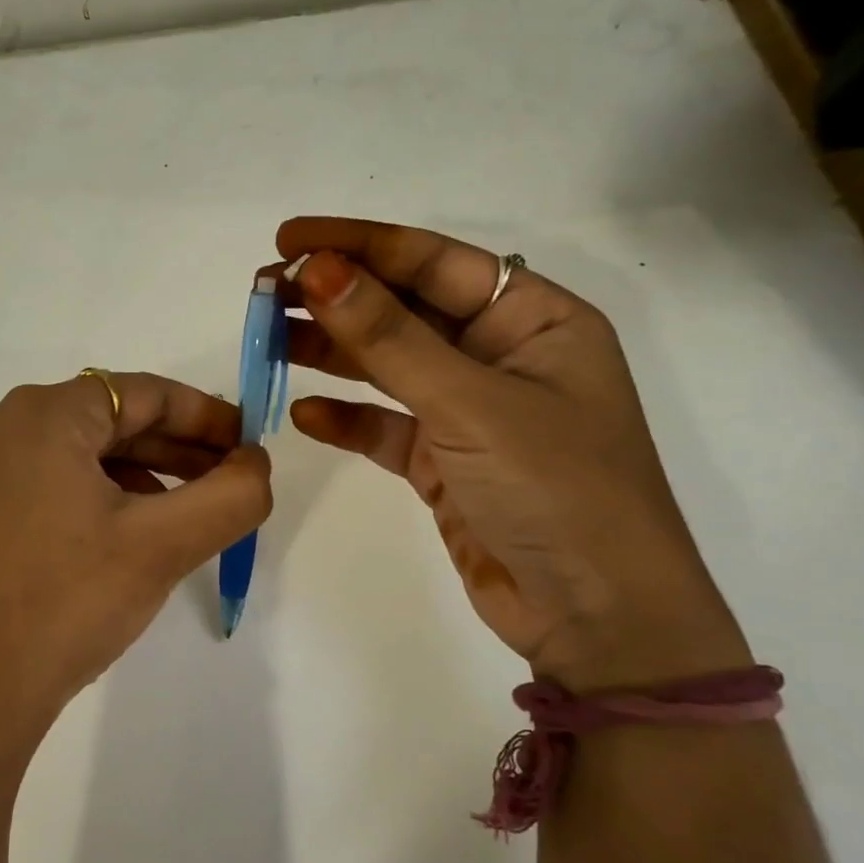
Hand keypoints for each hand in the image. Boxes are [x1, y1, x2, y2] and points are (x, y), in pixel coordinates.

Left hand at [0, 373, 272, 776]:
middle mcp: (0, 427)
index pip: (143, 393)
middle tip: (228, 481)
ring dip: (139, 475)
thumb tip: (255, 463)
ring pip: (77, 455)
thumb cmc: (64, 602)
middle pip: (108, 420)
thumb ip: (230, 495)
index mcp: (42, 414)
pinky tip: (123, 537)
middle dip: (175, 448)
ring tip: (184, 513)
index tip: (249, 446)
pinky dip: (95, 497)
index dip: (206, 415)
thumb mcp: (161, 546)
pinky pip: (46, 484)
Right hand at [278, 217, 748, 692]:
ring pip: (388, 366)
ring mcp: (472, 412)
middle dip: (336, 297)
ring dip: (330, 351)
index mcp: (535, 320)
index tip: (289, 241)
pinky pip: (385, 427)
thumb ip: (389, 338)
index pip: (434, 262)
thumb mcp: (471, 404)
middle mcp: (503, 356)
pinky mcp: (445, 463)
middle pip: (405, 310)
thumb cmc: (557, 491)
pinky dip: (346, 419)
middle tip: (265, 290)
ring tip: (267, 337)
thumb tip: (319, 271)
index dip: (359, 244)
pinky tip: (303, 413)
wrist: (598, 621)